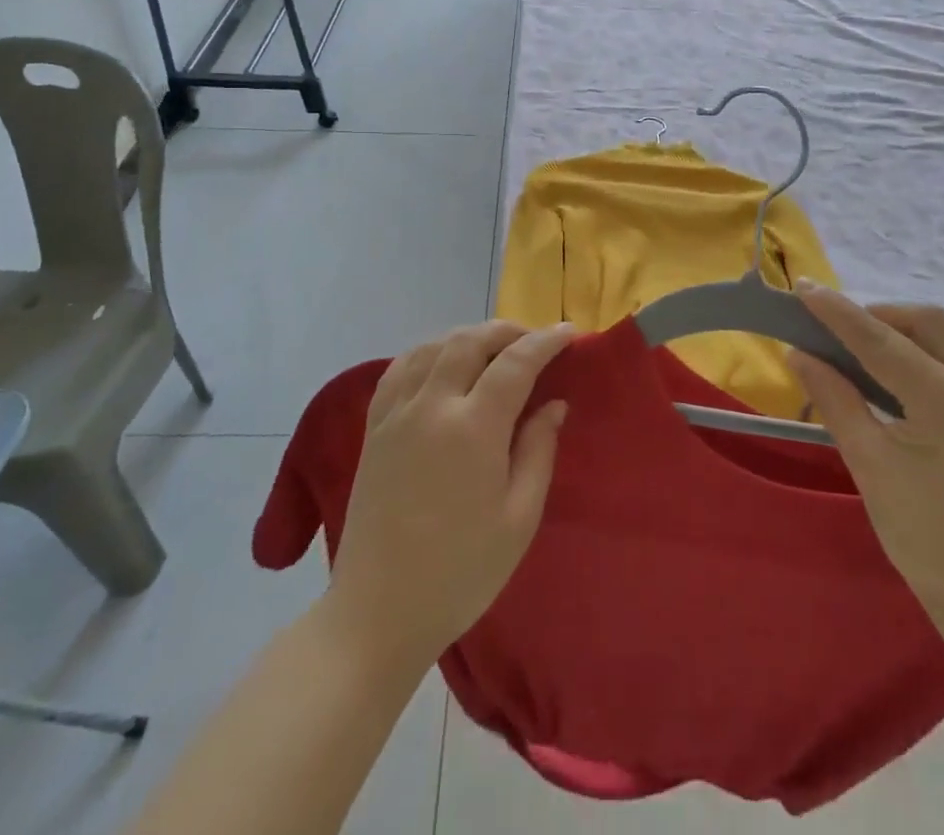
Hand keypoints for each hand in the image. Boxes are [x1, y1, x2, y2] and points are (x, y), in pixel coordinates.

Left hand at [326, 321, 575, 670]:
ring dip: (468, 336)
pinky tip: (442, 363)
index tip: (570, 333)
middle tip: (535, 341)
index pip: (515, 362)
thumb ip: (538, 451)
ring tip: (494, 349)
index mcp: (473, 429)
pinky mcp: (373, 428)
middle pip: (470, 340)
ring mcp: (396, 414)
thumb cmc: (461, 573)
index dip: (546, 341)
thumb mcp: (519, 519)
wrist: (378, 613)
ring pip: (433, 345)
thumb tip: (553, 403)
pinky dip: (429, 352)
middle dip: (508, 330)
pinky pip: (401, 368)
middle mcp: (431, 406)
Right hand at [791, 286, 943, 637]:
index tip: (804, 289)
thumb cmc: (920, 535)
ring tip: (878, 344)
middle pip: (931, 323)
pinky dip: (941, 345)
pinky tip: (915, 367)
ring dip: (916, 326)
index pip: (884, 343)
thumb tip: (798, 352)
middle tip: (839, 331)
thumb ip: (835, 398)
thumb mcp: (868, 463)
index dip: (840, 313)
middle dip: (880, 316)